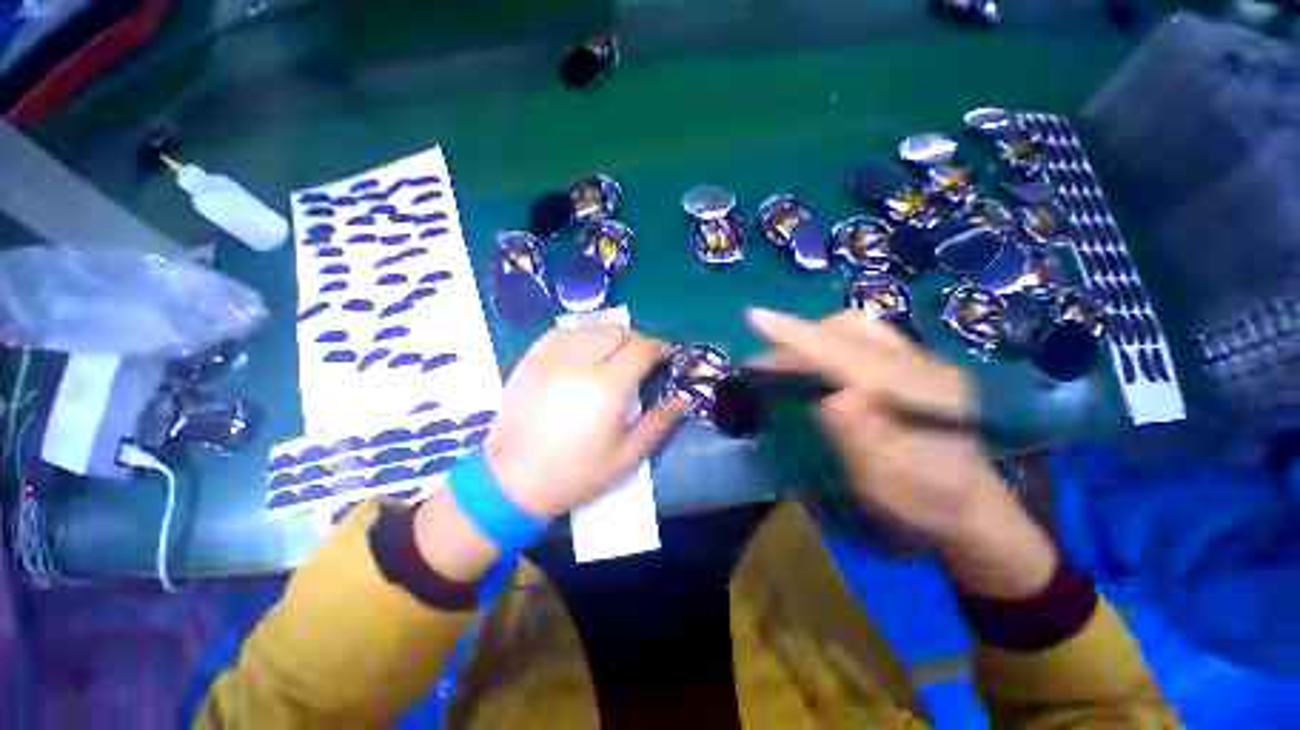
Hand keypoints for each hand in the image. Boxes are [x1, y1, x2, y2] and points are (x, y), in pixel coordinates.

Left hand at [483, 324, 687, 518]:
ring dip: (610, 338)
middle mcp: (579, 362)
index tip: (666, 357)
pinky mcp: (530, 360)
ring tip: (614, 358)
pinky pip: (562, 333)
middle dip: (637, 341)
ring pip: (591, 328)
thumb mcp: (625, 457)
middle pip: (618, 331)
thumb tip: (684, 401)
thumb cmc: (574, 474)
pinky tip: (582, 356)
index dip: (659, 348)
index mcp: (607, 387)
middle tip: (642, 360)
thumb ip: (658, 424)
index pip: (641, 349)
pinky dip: (580, 337)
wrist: (511, 481)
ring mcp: (550, 357)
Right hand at [749, 308, 1054, 598]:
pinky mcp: (913, 367)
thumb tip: (833, 399)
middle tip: (767, 364)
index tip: (756, 317)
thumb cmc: (930, 501)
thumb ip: (867, 440)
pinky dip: (829, 343)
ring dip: (814, 337)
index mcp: (921, 392)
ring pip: (856, 328)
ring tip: (787, 362)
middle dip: (801, 336)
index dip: (797, 335)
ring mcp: (919, 362)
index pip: (847, 352)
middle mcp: (921, 365)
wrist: (976, 508)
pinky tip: (817, 364)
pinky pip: (862, 338)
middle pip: (850, 329)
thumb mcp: (897, 484)